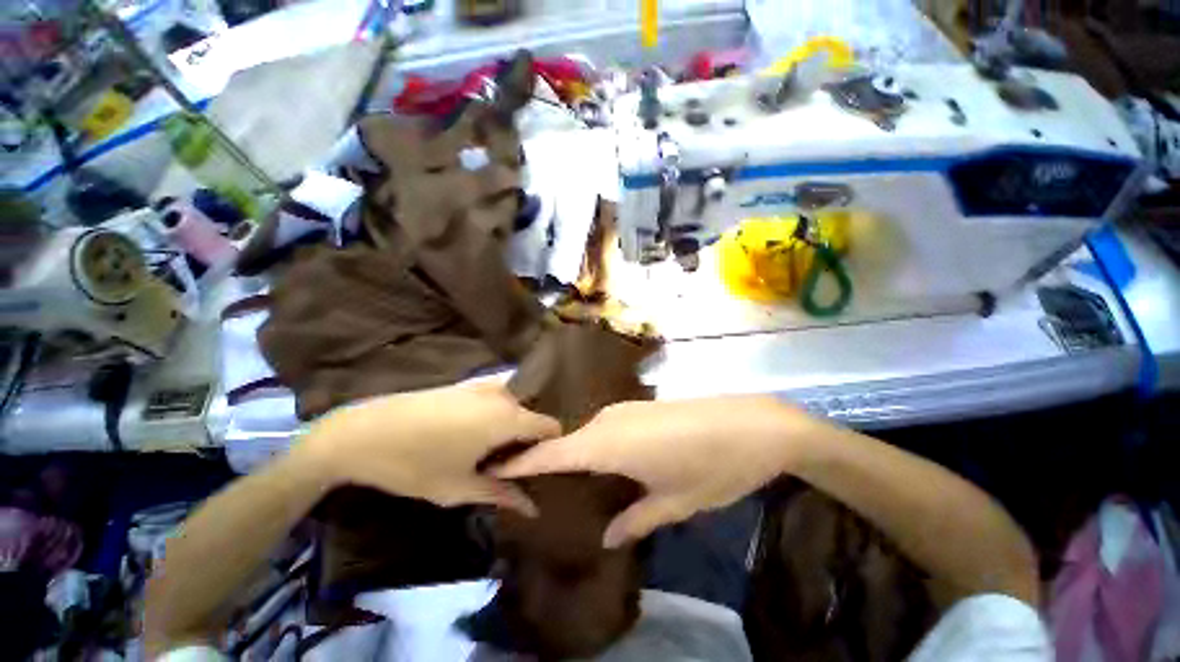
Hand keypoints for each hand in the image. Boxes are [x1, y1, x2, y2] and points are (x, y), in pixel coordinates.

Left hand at [297, 383, 559, 515]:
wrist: (363, 433)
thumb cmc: (415, 464)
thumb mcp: (460, 487)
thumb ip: (502, 494)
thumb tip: (533, 508)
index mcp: (508, 417)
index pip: (550, 425)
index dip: (551, 446)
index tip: (542, 464)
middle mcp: (503, 394)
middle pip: (533, 413)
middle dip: (530, 436)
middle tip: (518, 462)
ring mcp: (483, 384)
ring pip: (515, 403)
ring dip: (514, 423)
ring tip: (500, 448)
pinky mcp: (466, 383)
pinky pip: (497, 396)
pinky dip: (499, 411)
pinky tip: (482, 430)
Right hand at [494, 396, 830, 546]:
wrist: (753, 424)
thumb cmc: (712, 467)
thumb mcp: (674, 502)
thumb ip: (636, 519)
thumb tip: (607, 536)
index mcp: (608, 443)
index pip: (551, 452)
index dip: (522, 461)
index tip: (494, 470)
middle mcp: (609, 420)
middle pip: (565, 440)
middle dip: (543, 459)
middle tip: (527, 486)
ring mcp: (626, 409)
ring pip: (585, 431)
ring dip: (569, 450)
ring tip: (558, 478)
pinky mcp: (641, 407)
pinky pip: (604, 426)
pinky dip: (592, 442)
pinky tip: (597, 461)